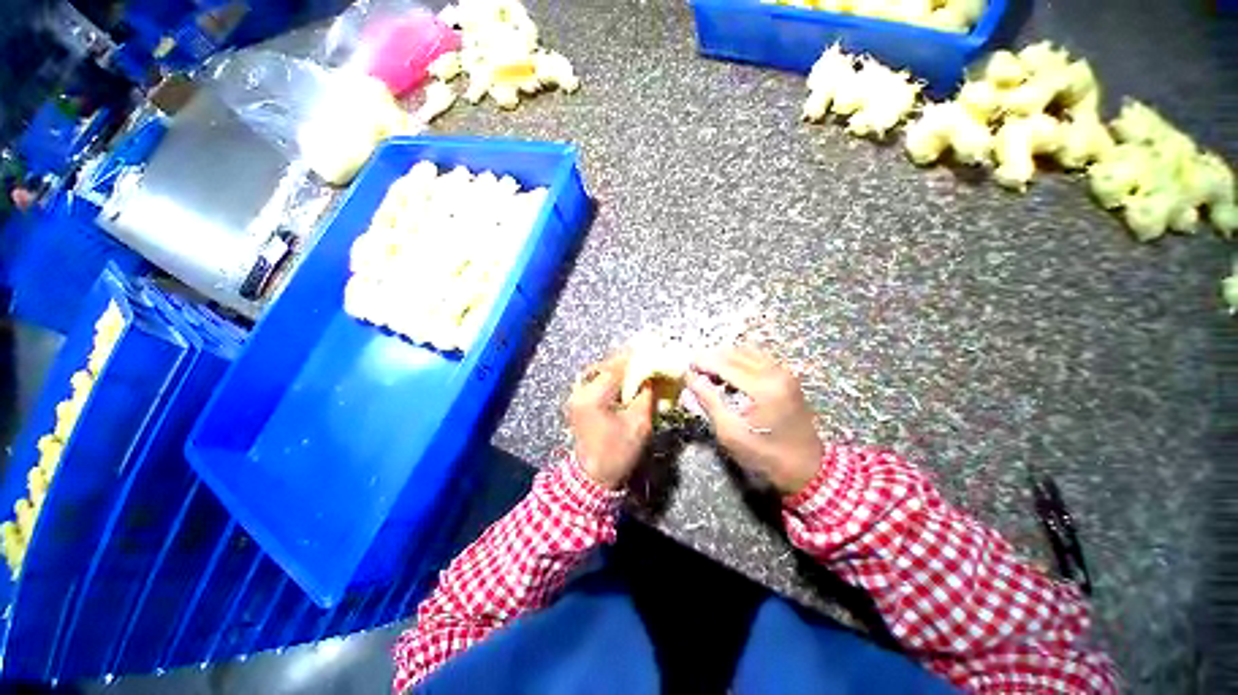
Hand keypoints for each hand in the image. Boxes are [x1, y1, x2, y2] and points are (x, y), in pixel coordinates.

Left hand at [566, 353, 655, 489]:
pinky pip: (595, 382)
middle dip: (625, 362)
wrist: (594, 477)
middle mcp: (580, 392)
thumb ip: (646, 395)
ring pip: (599, 372)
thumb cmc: (618, 453)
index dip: (632, 358)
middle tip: (645, 361)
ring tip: (636, 369)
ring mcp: (576, 397)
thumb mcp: (639, 424)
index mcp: (593, 398)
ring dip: (617, 370)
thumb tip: (652, 376)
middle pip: (604, 367)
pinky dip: (610, 379)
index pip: (614, 368)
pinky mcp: (577, 402)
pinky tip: (623, 382)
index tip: (649, 351)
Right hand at [686, 347, 823, 495]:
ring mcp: (784, 372)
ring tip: (710, 373)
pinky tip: (730, 375)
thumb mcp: (730, 433)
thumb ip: (708, 401)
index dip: (702, 363)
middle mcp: (775, 372)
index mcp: (763, 387)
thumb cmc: (765, 455)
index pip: (724, 364)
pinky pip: (757, 357)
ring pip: (746, 351)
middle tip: (695, 371)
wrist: (807, 467)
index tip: (686, 367)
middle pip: (735, 353)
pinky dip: (739, 360)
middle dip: (711, 358)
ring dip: (725, 358)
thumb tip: (690, 378)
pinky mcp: (787, 375)